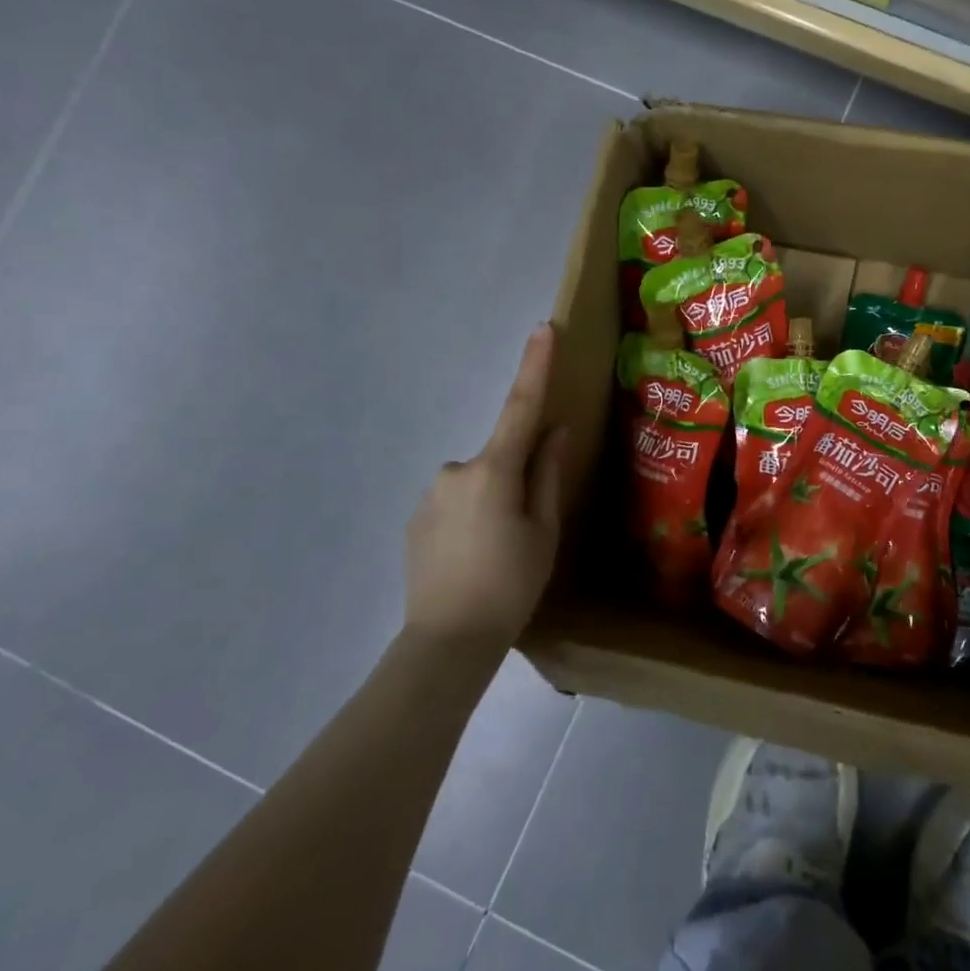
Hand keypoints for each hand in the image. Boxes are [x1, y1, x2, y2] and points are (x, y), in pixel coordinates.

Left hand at [404, 325, 567, 653]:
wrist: (447, 642)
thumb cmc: (510, 584)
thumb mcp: (543, 530)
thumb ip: (547, 474)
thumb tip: (553, 431)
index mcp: (494, 471)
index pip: (520, 407)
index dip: (534, 366)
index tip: (543, 327)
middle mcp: (456, 471)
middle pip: (499, 458)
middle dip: (517, 479)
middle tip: (526, 531)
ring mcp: (431, 495)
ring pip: (477, 483)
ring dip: (492, 503)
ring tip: (497, 554)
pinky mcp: (416, 519)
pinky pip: (455, 503)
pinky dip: (470, 520)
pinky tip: (472, 560)